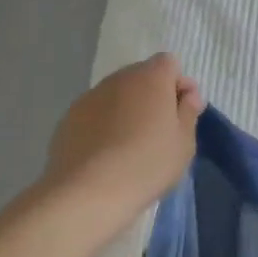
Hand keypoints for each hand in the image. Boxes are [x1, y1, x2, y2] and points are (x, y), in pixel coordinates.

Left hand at [40, 54, 205, 235]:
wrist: (88, 192)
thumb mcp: (184, 142)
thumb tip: (189, 95)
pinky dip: (103, 124)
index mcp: (151, 77)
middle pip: (142, 76)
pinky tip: (105, 153)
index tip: (183, 112)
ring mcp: (90, 96)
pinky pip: (95, 113)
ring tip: (129, 144)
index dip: (178, 84)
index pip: (169, 64)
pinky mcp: (68, 118)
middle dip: (153, 95)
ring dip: (127, 109)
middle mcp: (119, 78)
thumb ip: (189, 112)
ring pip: (116, 94)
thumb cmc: (147, 164)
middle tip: (159, 130)